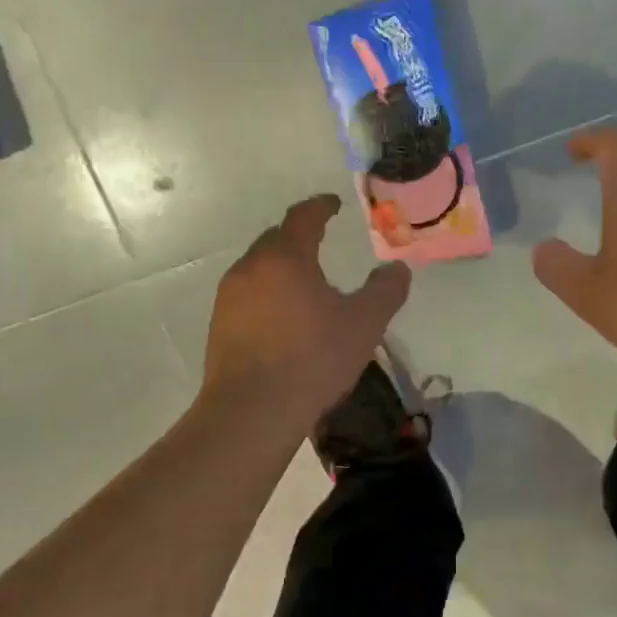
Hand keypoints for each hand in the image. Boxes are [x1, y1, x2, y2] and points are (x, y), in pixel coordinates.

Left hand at [203, 195, 412, 418]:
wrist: (251, 411)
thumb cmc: (312, 359)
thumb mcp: (364, 324)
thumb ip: (385, 291)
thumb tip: (398, 269)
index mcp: (286, 257)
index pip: (303, 216)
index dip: (321, 206)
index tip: (334, 204)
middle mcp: (251, 267)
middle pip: (276, 239)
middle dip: (298, 236)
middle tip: (321, 242)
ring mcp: (229, 297)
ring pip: (258, 267)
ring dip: (281, 267)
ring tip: (305, 283)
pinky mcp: (219, 325)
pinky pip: (247, 295)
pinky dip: (267, 293)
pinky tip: (283, 318)